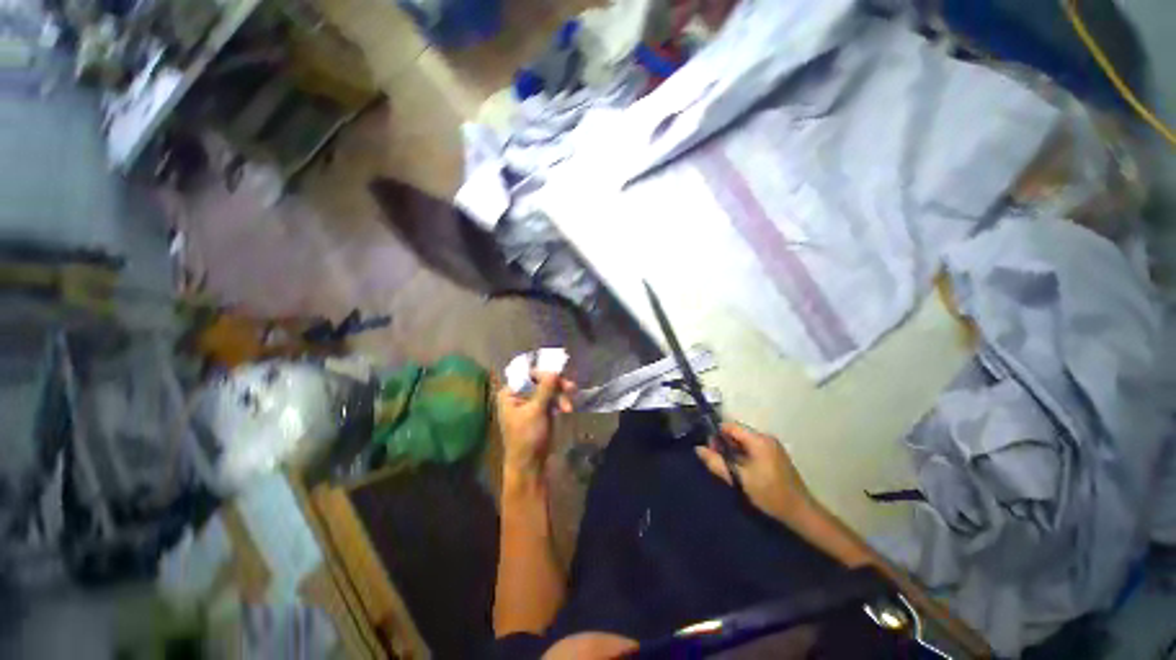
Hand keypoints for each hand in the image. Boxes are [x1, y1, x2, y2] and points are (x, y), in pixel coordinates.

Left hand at [495, 371, 576, 478]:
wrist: (529, 465)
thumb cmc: (527, 437)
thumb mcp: (536, 411)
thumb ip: (545, 390)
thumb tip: (554, 371)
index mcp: (510, 393)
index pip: (528, 375)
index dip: (544, 374)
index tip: (559, 377)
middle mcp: (519, 395)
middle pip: (541, 381)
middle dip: (556, 386)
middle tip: (571, 388)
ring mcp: (531, 403)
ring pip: (549, 390)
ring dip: (561, 396)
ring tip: (569, 407)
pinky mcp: (541, 411)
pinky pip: (552, 399)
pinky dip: (560, 402)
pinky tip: (567, 409)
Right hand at [695, 422, 813, 523]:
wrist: (800, 513)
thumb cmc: (769, 494)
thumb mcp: (739, 479)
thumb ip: (717, 463)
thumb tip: (698, 449)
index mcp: (759, 440)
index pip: (730, 426)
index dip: (716, 434)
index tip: (709, 448)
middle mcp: (766, 438)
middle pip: (737, 433)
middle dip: (724, 443)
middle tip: (716, 460)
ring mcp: (772, 446)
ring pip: (744, 441)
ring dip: (733, 451)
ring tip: (727, 467)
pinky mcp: (775, 455)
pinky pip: (752, 448)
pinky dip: (743, 455)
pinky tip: (740, 470)